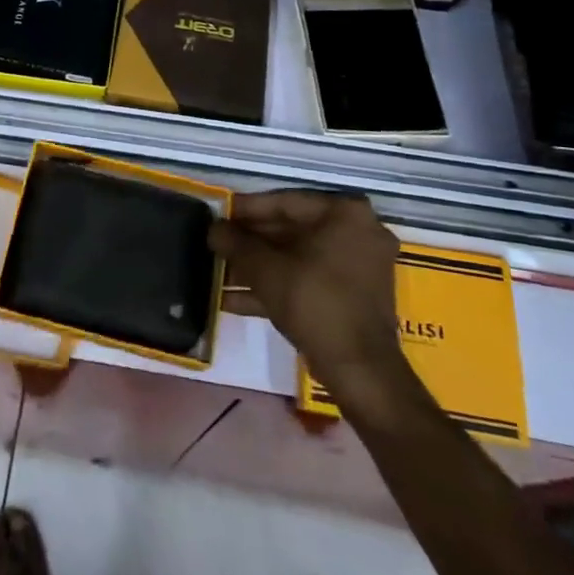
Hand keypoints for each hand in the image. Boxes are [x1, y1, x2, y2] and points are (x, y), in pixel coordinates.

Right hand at [210, 190, 404, 403]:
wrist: (360, 372)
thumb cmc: (314, 303)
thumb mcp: (266, 270)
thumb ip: (236, 243)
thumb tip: (213, 228)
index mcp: (345, 214)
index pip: (285, 202)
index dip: (246, 209)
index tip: (219, 214)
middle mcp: (358, 232)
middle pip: (291, 230)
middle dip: (250, 243)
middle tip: (216, 244)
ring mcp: (358, 266)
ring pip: (297, 258)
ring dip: (258, 267)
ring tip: (218, 272)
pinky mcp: (352, 296)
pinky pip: (309, 280)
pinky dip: (276, 286)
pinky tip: (233, 299)